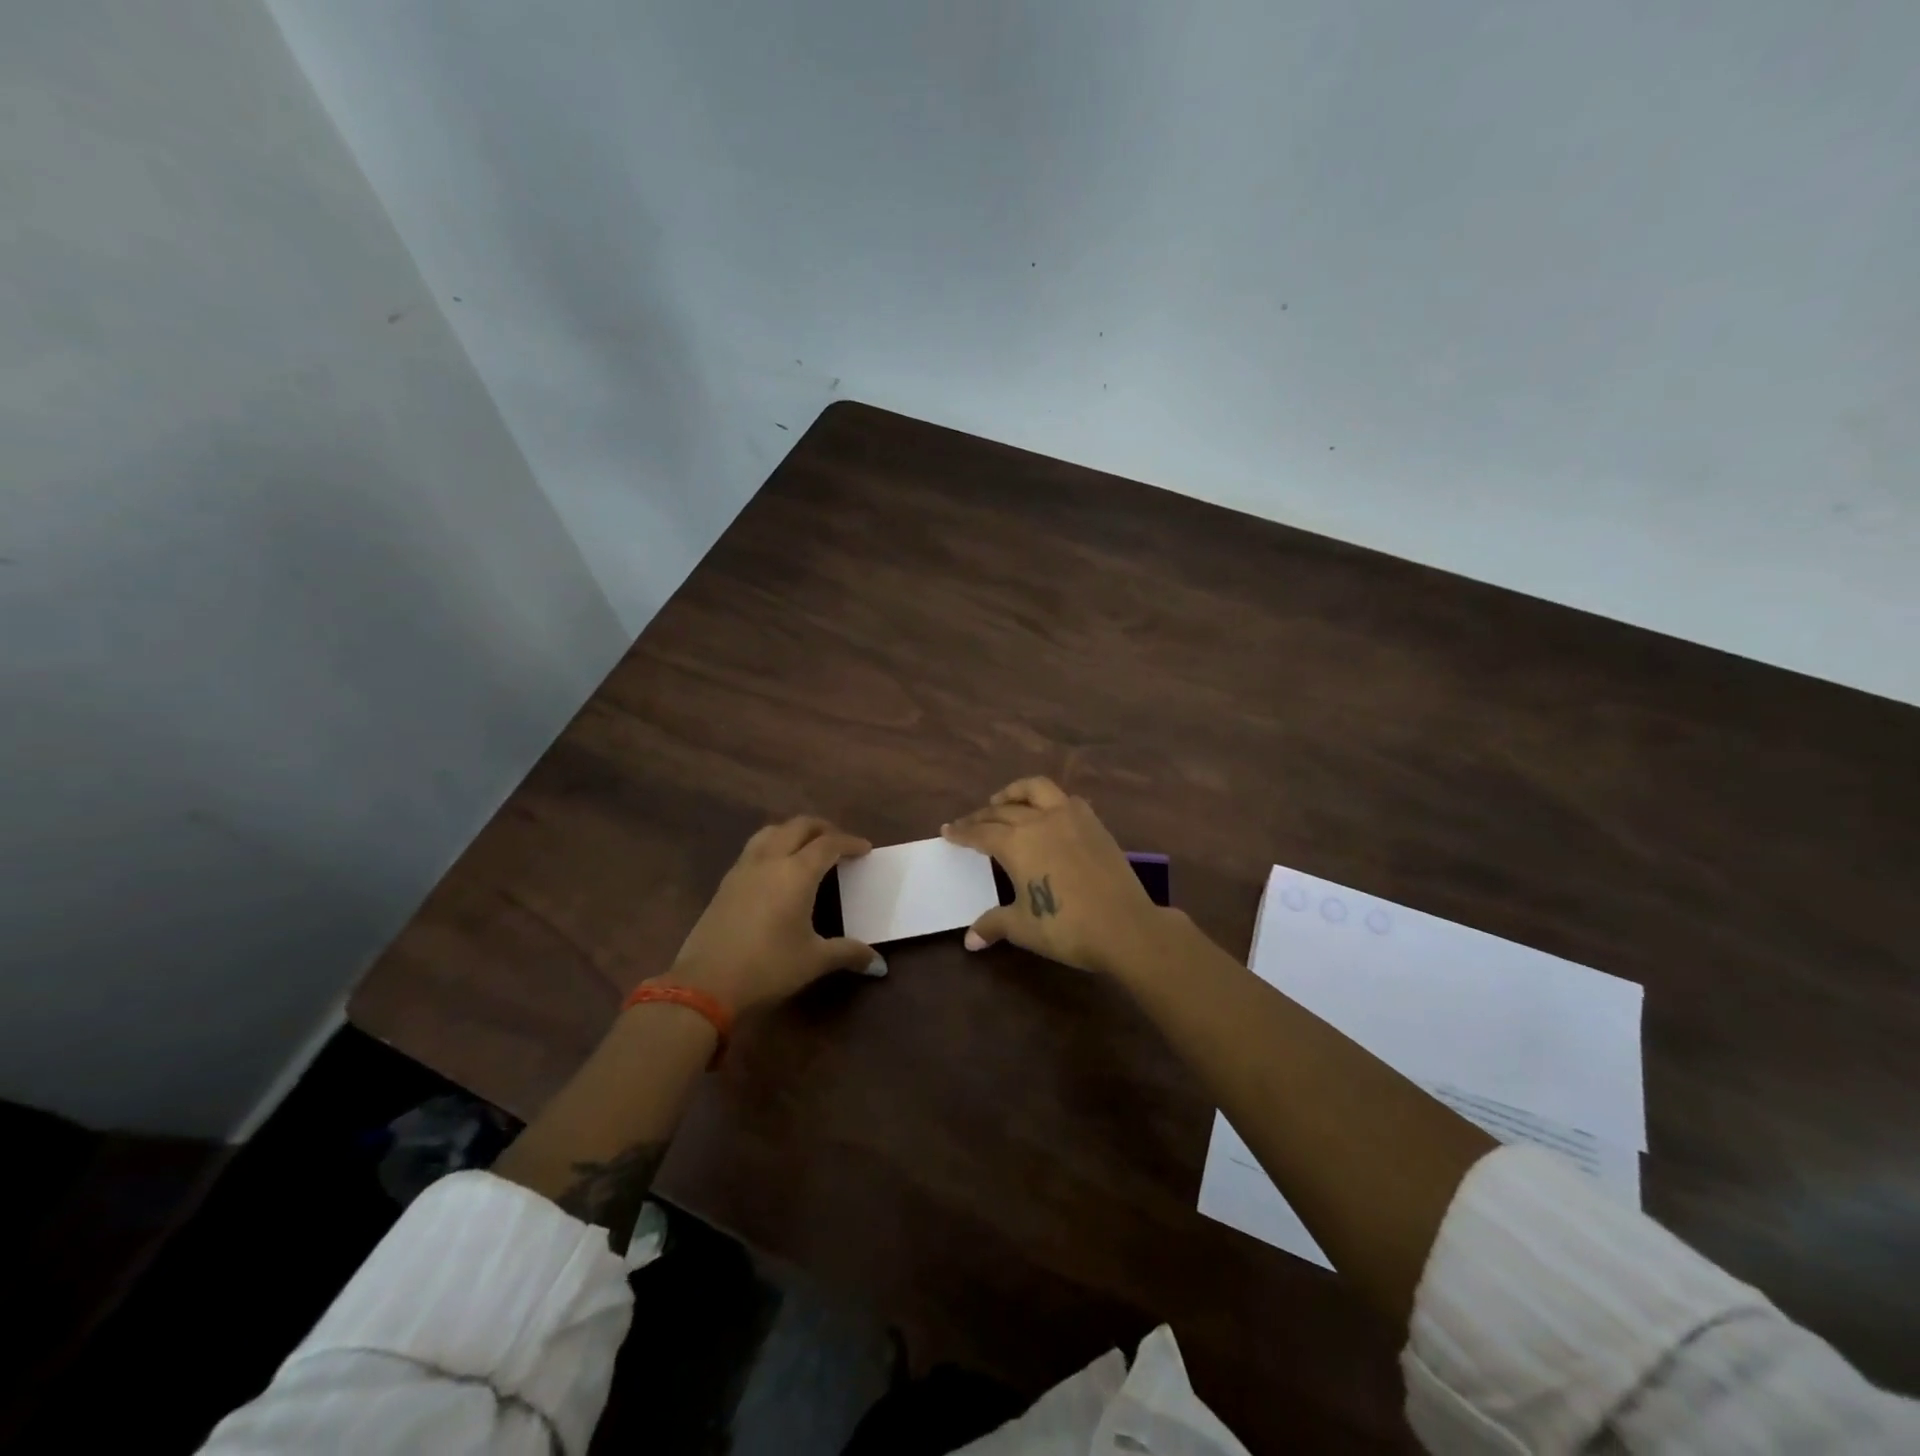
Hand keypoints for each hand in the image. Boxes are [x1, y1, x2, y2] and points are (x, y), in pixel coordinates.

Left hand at [666, 816, 884, 1012]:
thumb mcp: (814, 961)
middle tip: (839, 844)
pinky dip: (773, 846)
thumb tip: (879, 964)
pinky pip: (754, 849)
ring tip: (807, 848)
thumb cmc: (768, 968)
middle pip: (799, 826)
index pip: (829, 844)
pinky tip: (777, 871)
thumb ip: (848, 953)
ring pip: (771, 832)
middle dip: (823, 829)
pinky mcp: (725, 883)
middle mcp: (770, 860)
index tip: (865, 849)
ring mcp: (743, 869)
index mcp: (797, 873)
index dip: (850, 843)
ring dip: (793, 832)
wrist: (705, 985)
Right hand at [941, 777, 1170, 977]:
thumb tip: (969, 940)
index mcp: (1016, 843)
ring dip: (1014, 792)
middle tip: (970, 823)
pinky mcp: (1094, 822)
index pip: (980, 832)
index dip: (962, 832)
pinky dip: (1048, 800)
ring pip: (1035, 789)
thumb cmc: (1066, 927)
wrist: (1124, 925)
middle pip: (1003, 810)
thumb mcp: (1023, 927)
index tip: (948, 830)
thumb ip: (994, 924)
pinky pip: (1065, 799)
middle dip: (982, 815)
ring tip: (1003, 801)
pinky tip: (1048, 812)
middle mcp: (1039, 820)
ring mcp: (1070, 817)